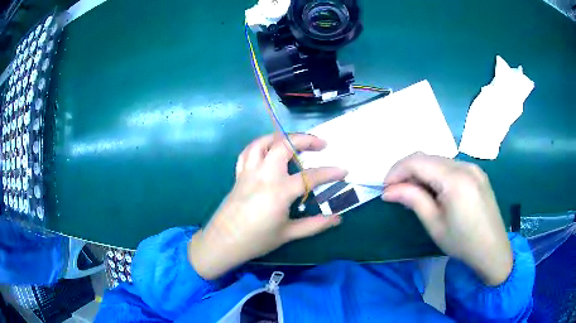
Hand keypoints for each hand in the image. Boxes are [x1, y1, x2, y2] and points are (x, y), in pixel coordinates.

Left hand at [189, 133, 346, 279]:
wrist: (223, 242)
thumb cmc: (256, 240)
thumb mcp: (288, 234)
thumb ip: (314, 225)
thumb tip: (338, 219)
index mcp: (279, 191)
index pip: (310, 177)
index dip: (330, 173)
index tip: (344, 171)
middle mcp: (264, 175)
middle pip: (284, 145)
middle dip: (305, 139)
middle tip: (321, 144)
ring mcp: (249, 172)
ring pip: (263, 142)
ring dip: (281, 137)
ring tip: (294, 141)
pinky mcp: (239, 174)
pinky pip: (248, 152)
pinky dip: (261, 145)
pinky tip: (268, 150)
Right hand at [382, 153, 512, 285]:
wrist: (492, 249)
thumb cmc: (462, 242)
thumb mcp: (434, 224)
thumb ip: (413, 200)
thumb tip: (389, 190)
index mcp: (455, 179)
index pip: (418, 162)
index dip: (397, 171)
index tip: (385, 188)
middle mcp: (465, 165)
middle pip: (428, 157)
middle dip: (407, 170)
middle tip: (396, 191)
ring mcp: (473, 167)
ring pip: (439, 160)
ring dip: (421, 172)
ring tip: (413, 192)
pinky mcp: (477, 173)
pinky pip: (451, 166)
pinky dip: (436, 174)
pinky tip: (434, 190)